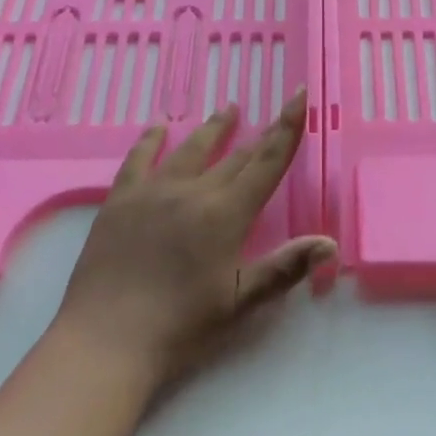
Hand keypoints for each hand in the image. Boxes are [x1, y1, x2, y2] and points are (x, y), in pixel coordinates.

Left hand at [52, 92, 335, 387]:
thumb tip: (329, 242)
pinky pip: (138, 159)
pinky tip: (159, 126)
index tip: (299, 94)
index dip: (286, 128)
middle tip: (273, 113)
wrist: (106, 340)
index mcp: (226, 214)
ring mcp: (153, 191)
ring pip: (191, 149)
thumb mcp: (239, 302)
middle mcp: (193, 191)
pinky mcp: (120, 200)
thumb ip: (285, 268)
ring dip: (213, 128)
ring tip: (228, 108)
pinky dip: (151, 139)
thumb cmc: (180, 327)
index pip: (266, 162)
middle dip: (258, 135)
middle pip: (234, 156)